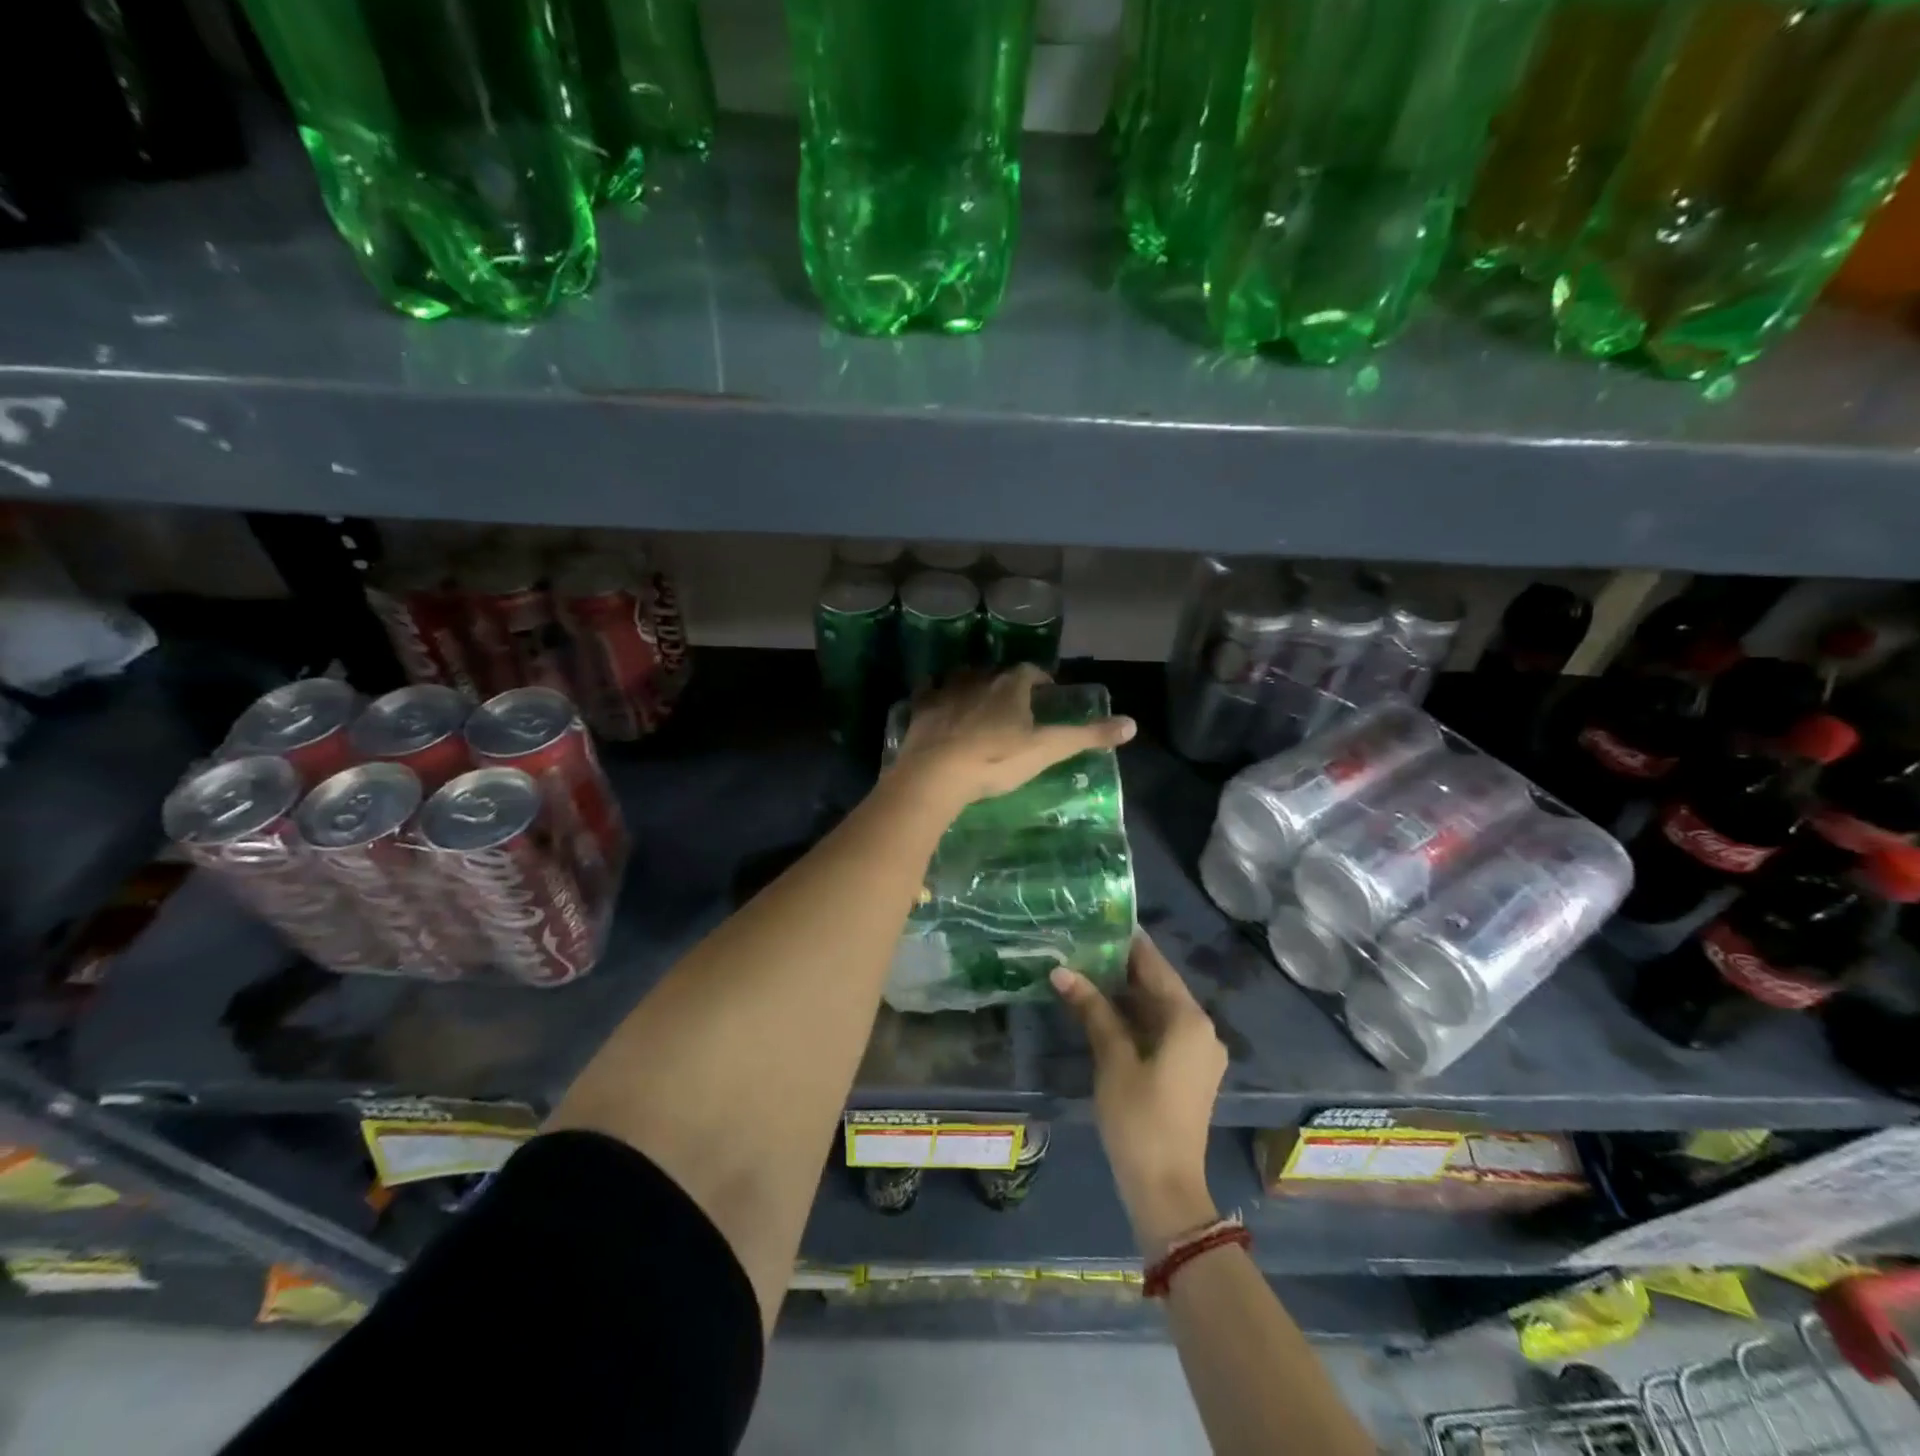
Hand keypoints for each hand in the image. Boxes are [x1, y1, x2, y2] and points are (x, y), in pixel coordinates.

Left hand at [892, 664, 1135, 808]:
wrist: (937, 774)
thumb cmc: (996, 761)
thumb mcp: (1047, 750)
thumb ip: (1087, 736)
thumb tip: (1131, 724)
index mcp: (1010, 686)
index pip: (1029, 671)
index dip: (1039, 679)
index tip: (1045, 692)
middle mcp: (978, 678)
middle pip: (996, 672)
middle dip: (1005, 682)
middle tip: (1013, 702)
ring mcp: (945, 691)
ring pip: (962, 677)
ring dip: (971, 685)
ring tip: (977, 702)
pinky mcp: (920, 708)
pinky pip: (928, 691)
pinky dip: (935, 694)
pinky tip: (936, 704)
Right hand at [1052, 935, 1226, 1256]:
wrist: (1166, 1189)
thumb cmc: (1140, 1118)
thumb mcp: (1112, 1059)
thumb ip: (1092, 1009)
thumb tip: (1062, 970)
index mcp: (1189, 1019)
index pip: (1155, 965)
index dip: (1127, 942)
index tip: (1098, 919)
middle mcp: (1201, 1029)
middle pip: (1158, 986)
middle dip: (1121, 967)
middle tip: (1082, 944)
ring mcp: (1197, 1052)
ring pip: (1158, 1009)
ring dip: (1125, 993)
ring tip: (1085, 968)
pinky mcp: (1188, 1072)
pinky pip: (1161, 1030)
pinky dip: (1134, 1018)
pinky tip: (1102, 1009)